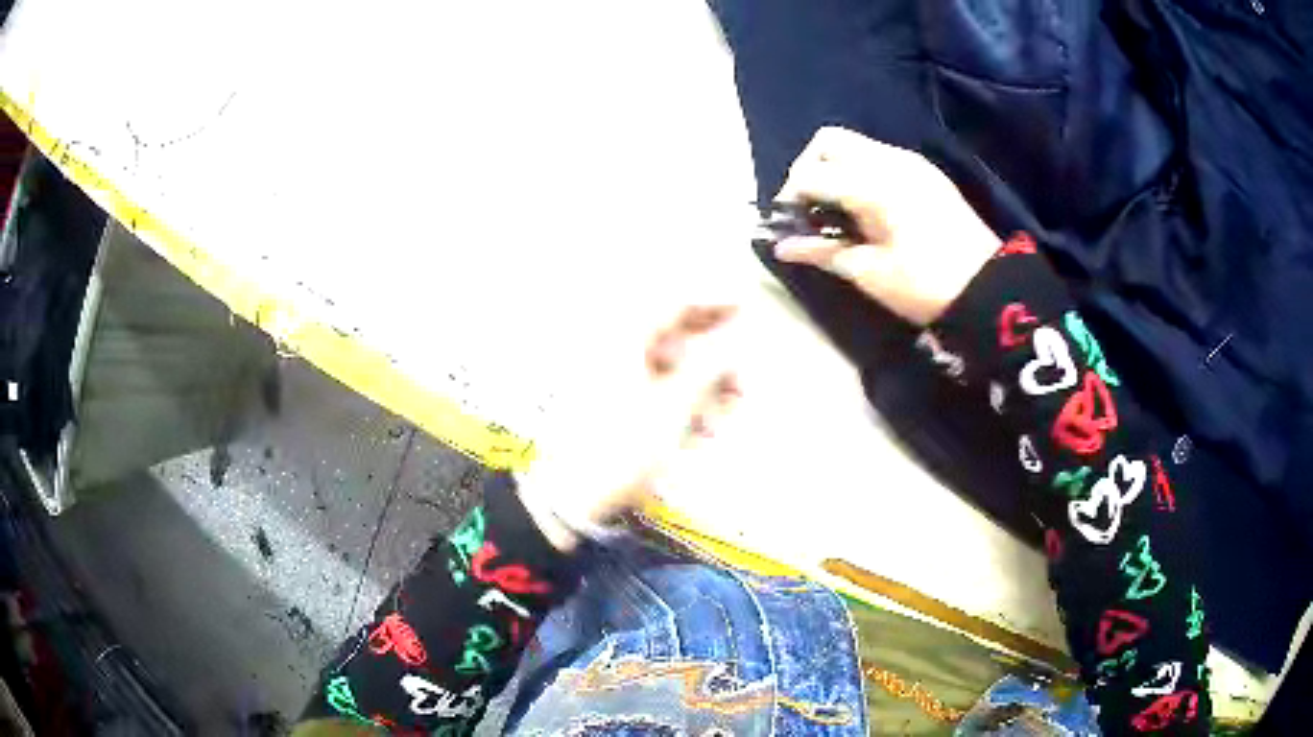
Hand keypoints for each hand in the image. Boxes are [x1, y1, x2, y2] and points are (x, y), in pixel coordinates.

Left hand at [515, 305, 741, 550]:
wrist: (572, 494)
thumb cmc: (624, 445)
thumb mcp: (675, 406)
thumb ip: (709, 368)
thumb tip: (734, 341)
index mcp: (625, 338)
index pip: (675, 305)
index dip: (714, 305)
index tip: (745, 310)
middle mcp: (615, 350)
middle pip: (673, 340)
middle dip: (713, 360)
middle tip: (742, 378)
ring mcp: (609, 380)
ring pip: (667, 371)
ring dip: (701, 390)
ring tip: (724, 419)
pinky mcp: (609, 407)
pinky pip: (652, 394)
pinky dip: (679, 407)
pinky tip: (697, 434)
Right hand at [774, 127, 1000, 324]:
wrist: (990, 289)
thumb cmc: (927, 285)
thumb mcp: (870, 273)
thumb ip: (823, 251)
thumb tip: (782, 247)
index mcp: (873, 185)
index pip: (810, 175)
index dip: (789, 199)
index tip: (787, 227)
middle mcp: (889, 160)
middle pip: (828, 142)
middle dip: (807, 169)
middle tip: (808, 208)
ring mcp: (910, 162)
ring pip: (855, 145)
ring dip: (834, 169)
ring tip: (836, 210)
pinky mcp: (925, 172)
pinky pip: (879, 156)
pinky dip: (859, 172)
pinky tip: (865, 207)